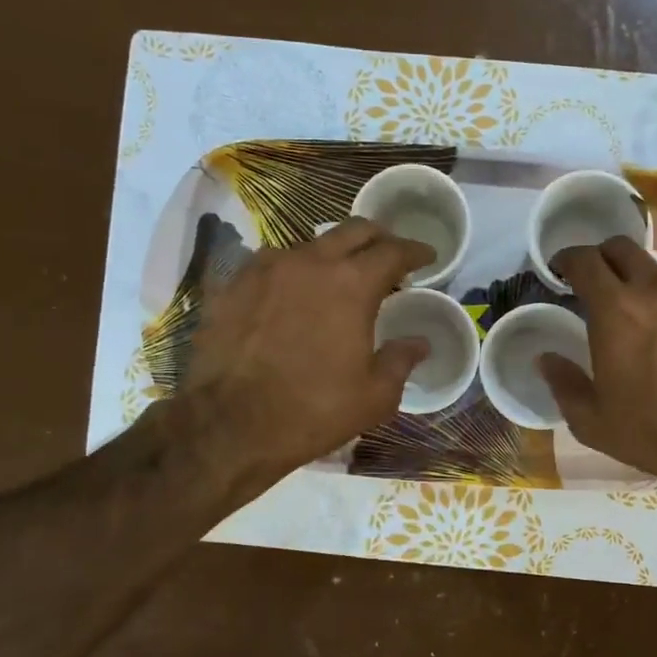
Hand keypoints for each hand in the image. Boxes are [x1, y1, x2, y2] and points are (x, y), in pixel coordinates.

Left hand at [173, 218, 433, 491]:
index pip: (393, 251)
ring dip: (332, 255)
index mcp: (351, 284)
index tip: (427, 256)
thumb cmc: (313, 410)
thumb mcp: (374, 396)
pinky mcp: (232, 285)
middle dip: (378, 238)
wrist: (229, 425)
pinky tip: (292, 296)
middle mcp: (309, 262)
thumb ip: (400, 360)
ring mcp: (265, 268)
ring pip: (309, 244)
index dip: (415, 251)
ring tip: (338, 279)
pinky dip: (293, 272)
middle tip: (389, 257)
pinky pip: (272, 265)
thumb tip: (418, 343)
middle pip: (352, 231)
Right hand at [541, 237, 656, 520]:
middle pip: (623, 248)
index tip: (561, 269)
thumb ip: (564, 384)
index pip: (584, 260)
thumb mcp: (595, 423)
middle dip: (604, 258)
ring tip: (651, 319)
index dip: (567, 258)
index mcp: (616, 310)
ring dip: (647, 285)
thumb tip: (545, 358)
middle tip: (600, 283)